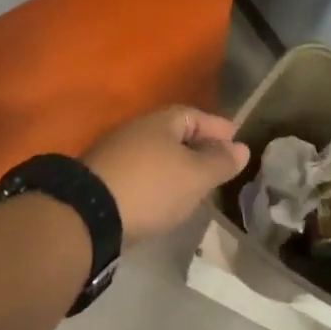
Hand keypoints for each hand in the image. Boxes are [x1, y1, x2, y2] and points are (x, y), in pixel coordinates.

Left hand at [83, 106, 250, 245]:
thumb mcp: (196, 176)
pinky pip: (141, 173)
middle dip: (197, 146)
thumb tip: (241, 147)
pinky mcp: (104, 179)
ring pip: (156, 154)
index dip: (217, 126)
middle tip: (219, 163)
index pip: (195, 115)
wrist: (89, 214)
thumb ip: (220, 161)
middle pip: (173, 134)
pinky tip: (166, 199)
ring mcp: (116, 153)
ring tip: (196, 184)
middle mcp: (136, 130)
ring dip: (177, 165)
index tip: (236, 138)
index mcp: (160, 121)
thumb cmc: (152, 186)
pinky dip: (158, 181)